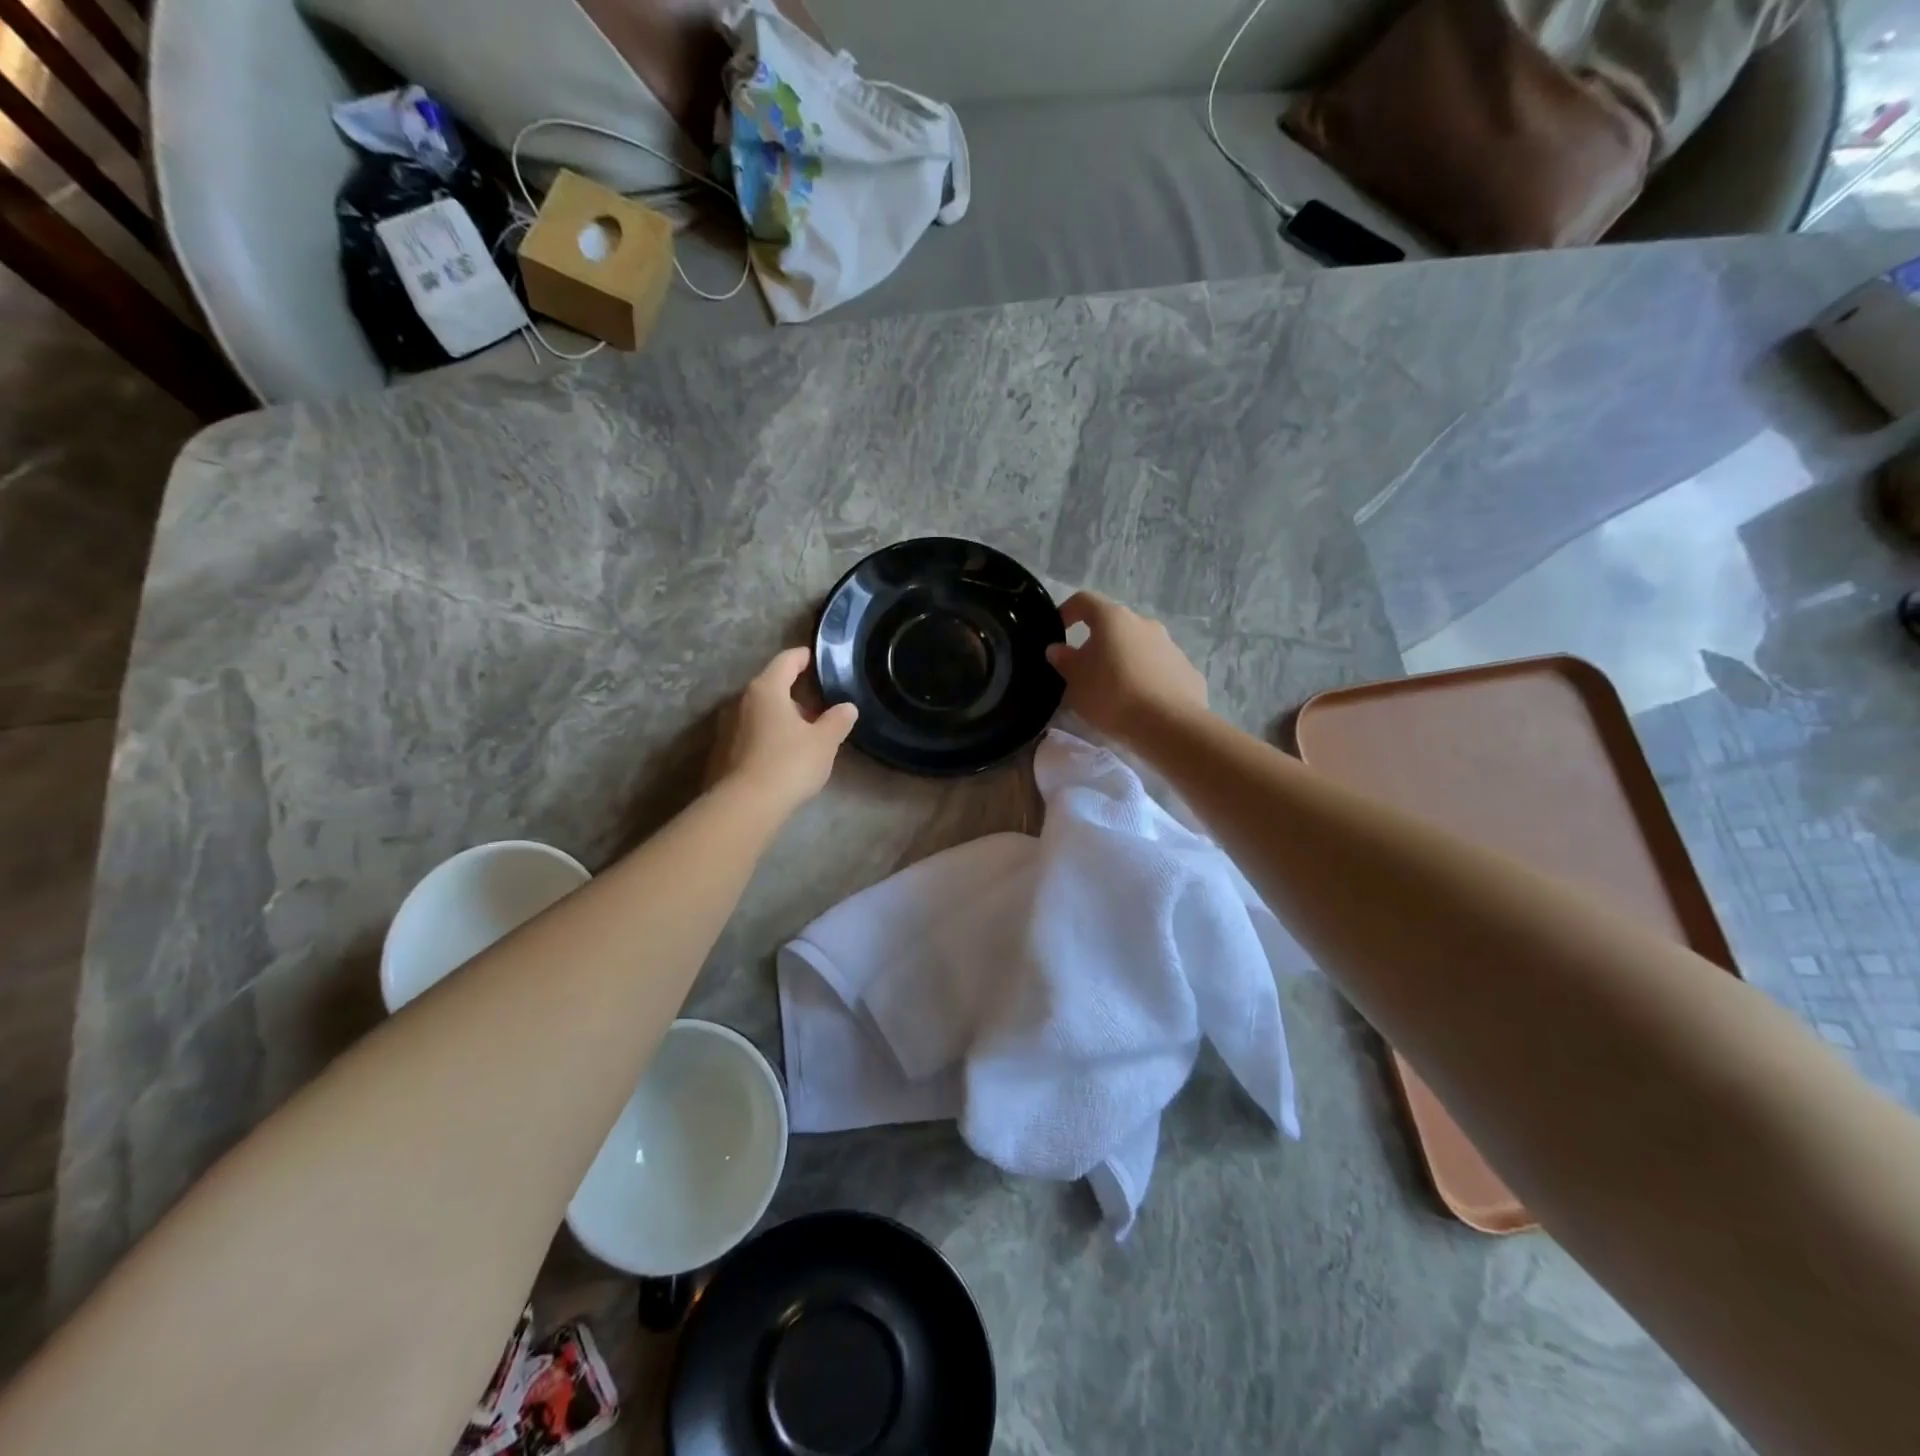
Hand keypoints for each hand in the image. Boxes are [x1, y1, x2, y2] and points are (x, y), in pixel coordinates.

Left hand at [708, 648, 858, 813]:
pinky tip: (783, 754)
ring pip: (760, 711)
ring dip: (780, 716)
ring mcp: (727, 726)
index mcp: (767, 689)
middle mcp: (742, 701)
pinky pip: (750, 733)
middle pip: (771, 686)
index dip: (803, 657)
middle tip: (819, 705)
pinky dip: (767, 735)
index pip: (786, 660)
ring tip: (803, 733)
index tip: (816, 659)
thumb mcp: (824, 742)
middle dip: (795, 692)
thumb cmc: (788, 764)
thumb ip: (837, 720)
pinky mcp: (722, 751)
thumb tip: (847, 707)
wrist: (744, 806)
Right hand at [1044, 591, 1207, 742]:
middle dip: (1097, 642)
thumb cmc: (1112, 696)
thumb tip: (1058, 649)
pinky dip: (1145, 678)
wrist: (1169, 725)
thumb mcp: (1075, 682)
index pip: (1084, 601)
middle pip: (1114, 625)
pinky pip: (1158, 668)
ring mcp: (1170, 645)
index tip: (1058, 631)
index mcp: (1113, 619)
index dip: (1067, 611)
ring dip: (1123, 660)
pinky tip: (1140, 703)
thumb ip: (1064, 661)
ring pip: (1138, 646)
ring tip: (1113, 690)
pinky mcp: (1186, 669)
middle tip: (1085, 670)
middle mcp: (1144, 623)